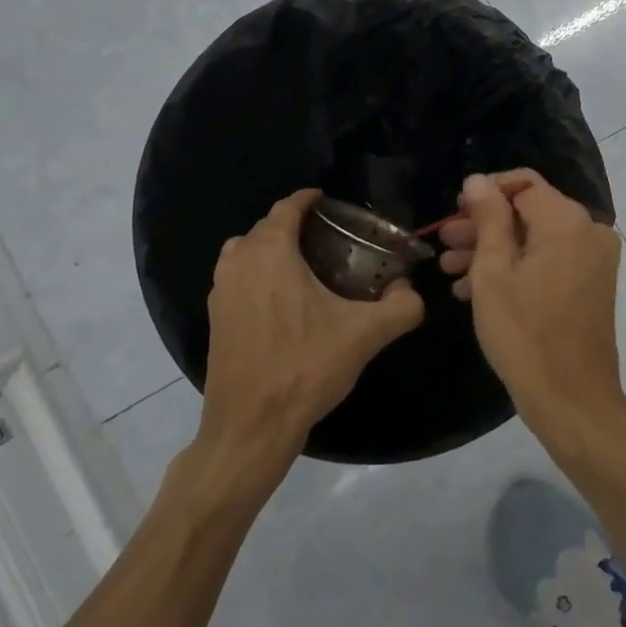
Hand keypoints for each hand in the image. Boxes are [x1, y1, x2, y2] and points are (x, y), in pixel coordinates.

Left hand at [201, 188, 423, 487]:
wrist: (250, 427)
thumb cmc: (305, 368)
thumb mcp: (365, 335)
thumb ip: (401, 307)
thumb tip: (411, 292)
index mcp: (270, 253)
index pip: (286, 207)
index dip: (308, 199)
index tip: (329, 200)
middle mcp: (238, 263)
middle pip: (265, 227)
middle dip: (293, 224)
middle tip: (328, 236)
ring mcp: (219, 291)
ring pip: (244, 252)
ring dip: (269, 249)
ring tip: (303, 264)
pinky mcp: (213, 319)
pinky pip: (235, 278)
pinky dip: (255, 274)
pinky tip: (282, 301)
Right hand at [449, 171, 625, 447]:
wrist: (572, 401)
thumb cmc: (525, 333)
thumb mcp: (493, 272)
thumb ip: (488, 217)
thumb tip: (478, 179)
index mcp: (567, 221)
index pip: (523, 182)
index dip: (485, 192)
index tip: (454, 211)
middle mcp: (588, 232)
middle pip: (528, 211)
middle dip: (484, 225)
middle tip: (444, 241)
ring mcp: (593, 260)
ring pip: (535, 239)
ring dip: (494, 250)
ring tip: (450, 269)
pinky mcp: (590, 285)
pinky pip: (549, 262)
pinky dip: (516, 269)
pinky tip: (474, 289)